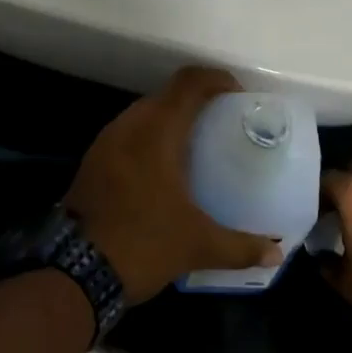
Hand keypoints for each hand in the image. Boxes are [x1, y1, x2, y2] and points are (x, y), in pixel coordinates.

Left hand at [65, 67, 282, 302]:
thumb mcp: (197, 245)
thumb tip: (276, 252)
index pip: (189, 82)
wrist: (75, 273)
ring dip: (170, 119)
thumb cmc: (143, 243)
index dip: (216, 79)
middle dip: (196, 101)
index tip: (238, 95)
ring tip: (196, 145)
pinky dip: (149, 138)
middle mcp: (129, 125)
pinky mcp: (93, 161)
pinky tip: (163, 169)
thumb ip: (240, 246)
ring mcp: (106, 142)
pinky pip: (128, 134)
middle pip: (167, 95)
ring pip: (144, 114)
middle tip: (222, 122)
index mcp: (157, 130)